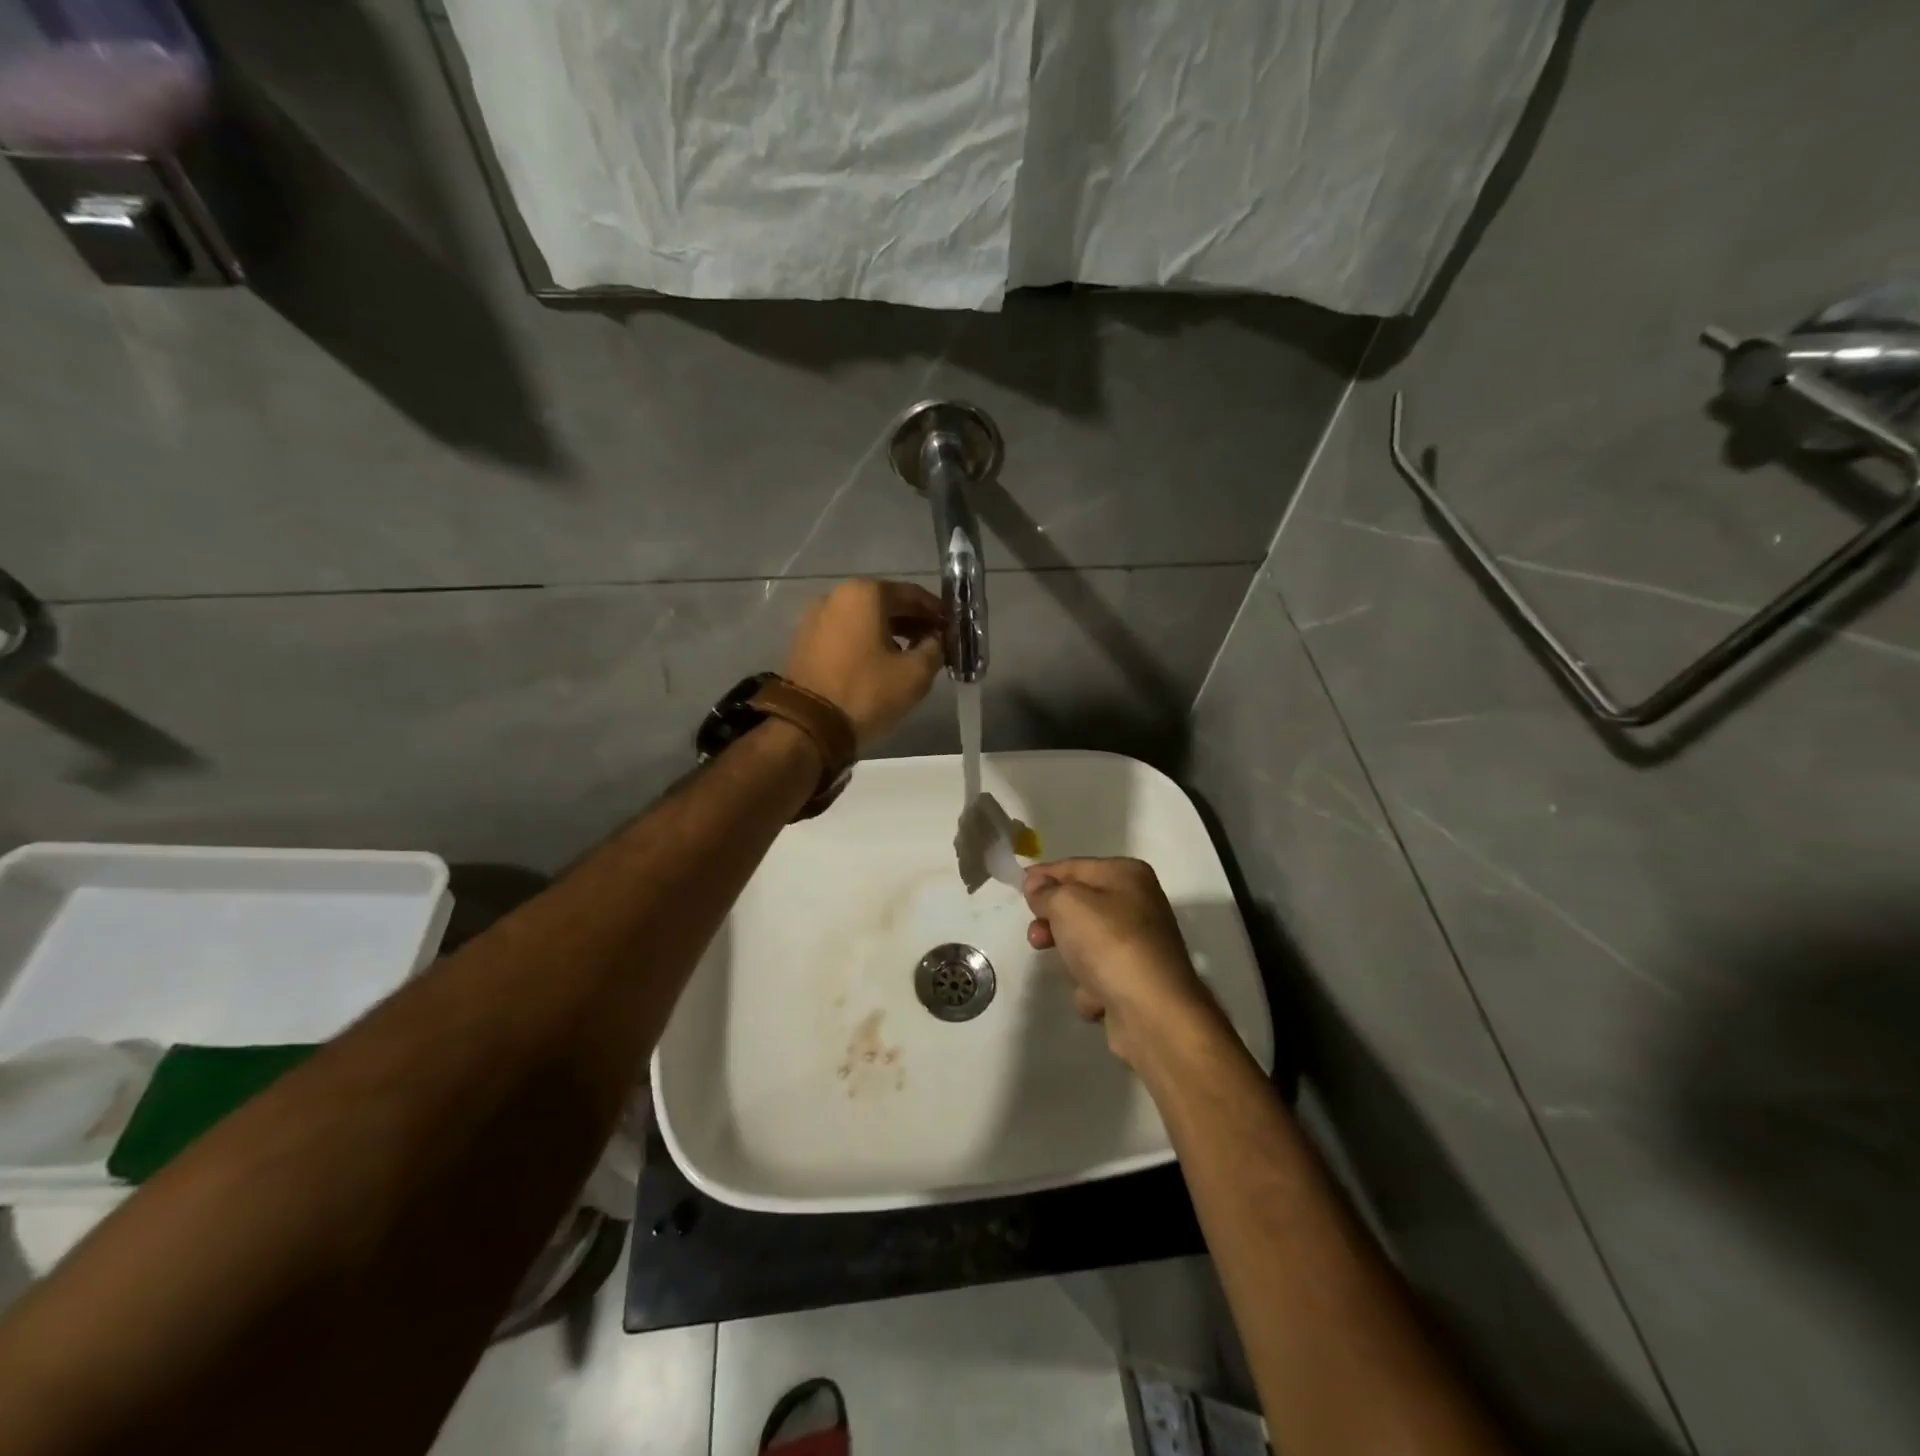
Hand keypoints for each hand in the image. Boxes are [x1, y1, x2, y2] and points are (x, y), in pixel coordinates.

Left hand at [785, 580, 944, 748]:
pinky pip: (846, 633)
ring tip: (912, 656)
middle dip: (913, 622)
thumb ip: (935, 649)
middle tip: (936, 643)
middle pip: (886, 603)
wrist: (808, 726)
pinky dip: (867, 641)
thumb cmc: (867, 693)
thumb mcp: (915, 674)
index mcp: (865, 593)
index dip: (937, 612)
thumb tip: (937, 640)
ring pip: (865, 619)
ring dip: (891, 632)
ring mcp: (816, 617)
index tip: (953, 629)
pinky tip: (881, 663)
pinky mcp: (805, 640)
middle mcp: (837, 595)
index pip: (913, 594)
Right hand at [1023, 857, 1216, 1066]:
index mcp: (1127, 875)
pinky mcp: (1136, 980)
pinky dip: (1090, 986)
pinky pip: (1098, 975)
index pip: (1073, 866)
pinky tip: (1096, 994)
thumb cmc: (1108, 944)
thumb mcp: (1066, 904)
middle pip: (1079, 906)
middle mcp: (1138, 904)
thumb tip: (1036, 885)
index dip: (1043, 876)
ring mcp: (1139, 944)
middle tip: (1037, 937)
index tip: (1018, 890)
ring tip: (1072, 972)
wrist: (1152, 1012)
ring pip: (1085, 943)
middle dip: (1053, 922)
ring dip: (1070, 958)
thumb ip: (1045, 891)